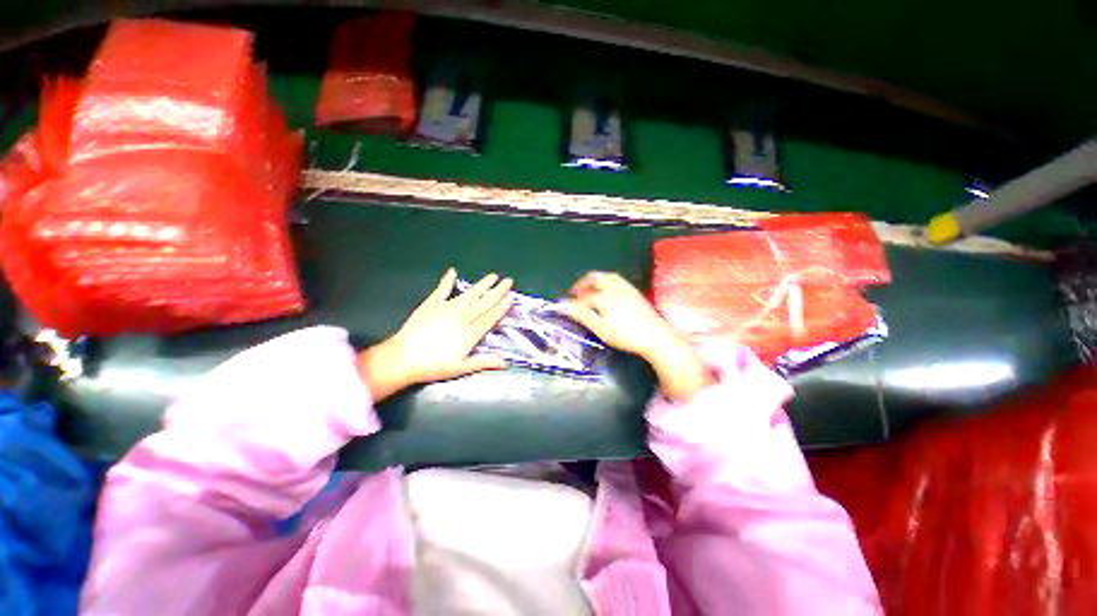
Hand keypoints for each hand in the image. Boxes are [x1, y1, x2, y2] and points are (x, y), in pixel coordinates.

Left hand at [358, 269, 512, 400]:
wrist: (402, 358)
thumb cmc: (432, 366)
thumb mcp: (460, 368)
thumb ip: (483, 362)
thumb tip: (505, 363)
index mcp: (470, 333)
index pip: (491, 317)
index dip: (502, 307)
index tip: (512, 297)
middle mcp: (462, 317)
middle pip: (484, 302)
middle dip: (497, 291)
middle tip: (508, 281)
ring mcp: (446, 308)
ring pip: (469, 294)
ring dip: (482, 285)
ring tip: (492, 276)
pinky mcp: (431, 304)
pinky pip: (442, 289)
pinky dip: (447, 280)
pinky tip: (453, 272)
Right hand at [559, 271, 714, 401]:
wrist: (655, 336)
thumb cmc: (625, 335)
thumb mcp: (600, 328)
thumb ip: (581, 315)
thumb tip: (562, 305)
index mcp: (603, 296)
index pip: (582, 297)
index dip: (570, 302)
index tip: (561, 306)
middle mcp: (613, 286)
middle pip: (593, 278)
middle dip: (581, 284)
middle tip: (574, 294)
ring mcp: (624, 287)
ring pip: (605, 276)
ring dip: (593, 281)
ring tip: (588, 291)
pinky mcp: (633, 290)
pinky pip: (615, 278)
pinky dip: (604, 281)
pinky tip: (605, 292)